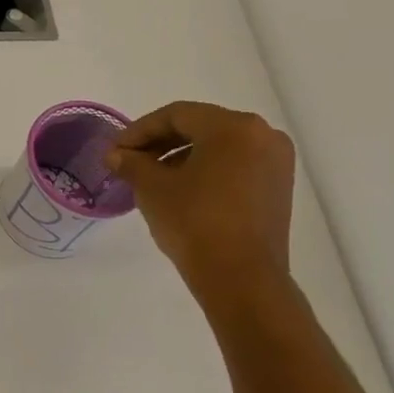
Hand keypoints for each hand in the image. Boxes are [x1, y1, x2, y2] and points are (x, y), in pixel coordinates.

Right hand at [105, 101, 295, 293]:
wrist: (240, 277)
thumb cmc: (194, 222)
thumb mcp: (152, 188)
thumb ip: (132, 163)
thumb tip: (116, 155)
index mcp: (233, 127)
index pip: (177, 115)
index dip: (139, 130)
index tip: (115, 150)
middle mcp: (262, 135)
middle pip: (200, 127)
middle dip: (160, 142)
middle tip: (129, 161)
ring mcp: (275, 162)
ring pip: (218, 146)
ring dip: (181, 156)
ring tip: (151, 178)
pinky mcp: (278, 187)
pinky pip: (235, 165)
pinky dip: (205, 170)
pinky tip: (180, 190)